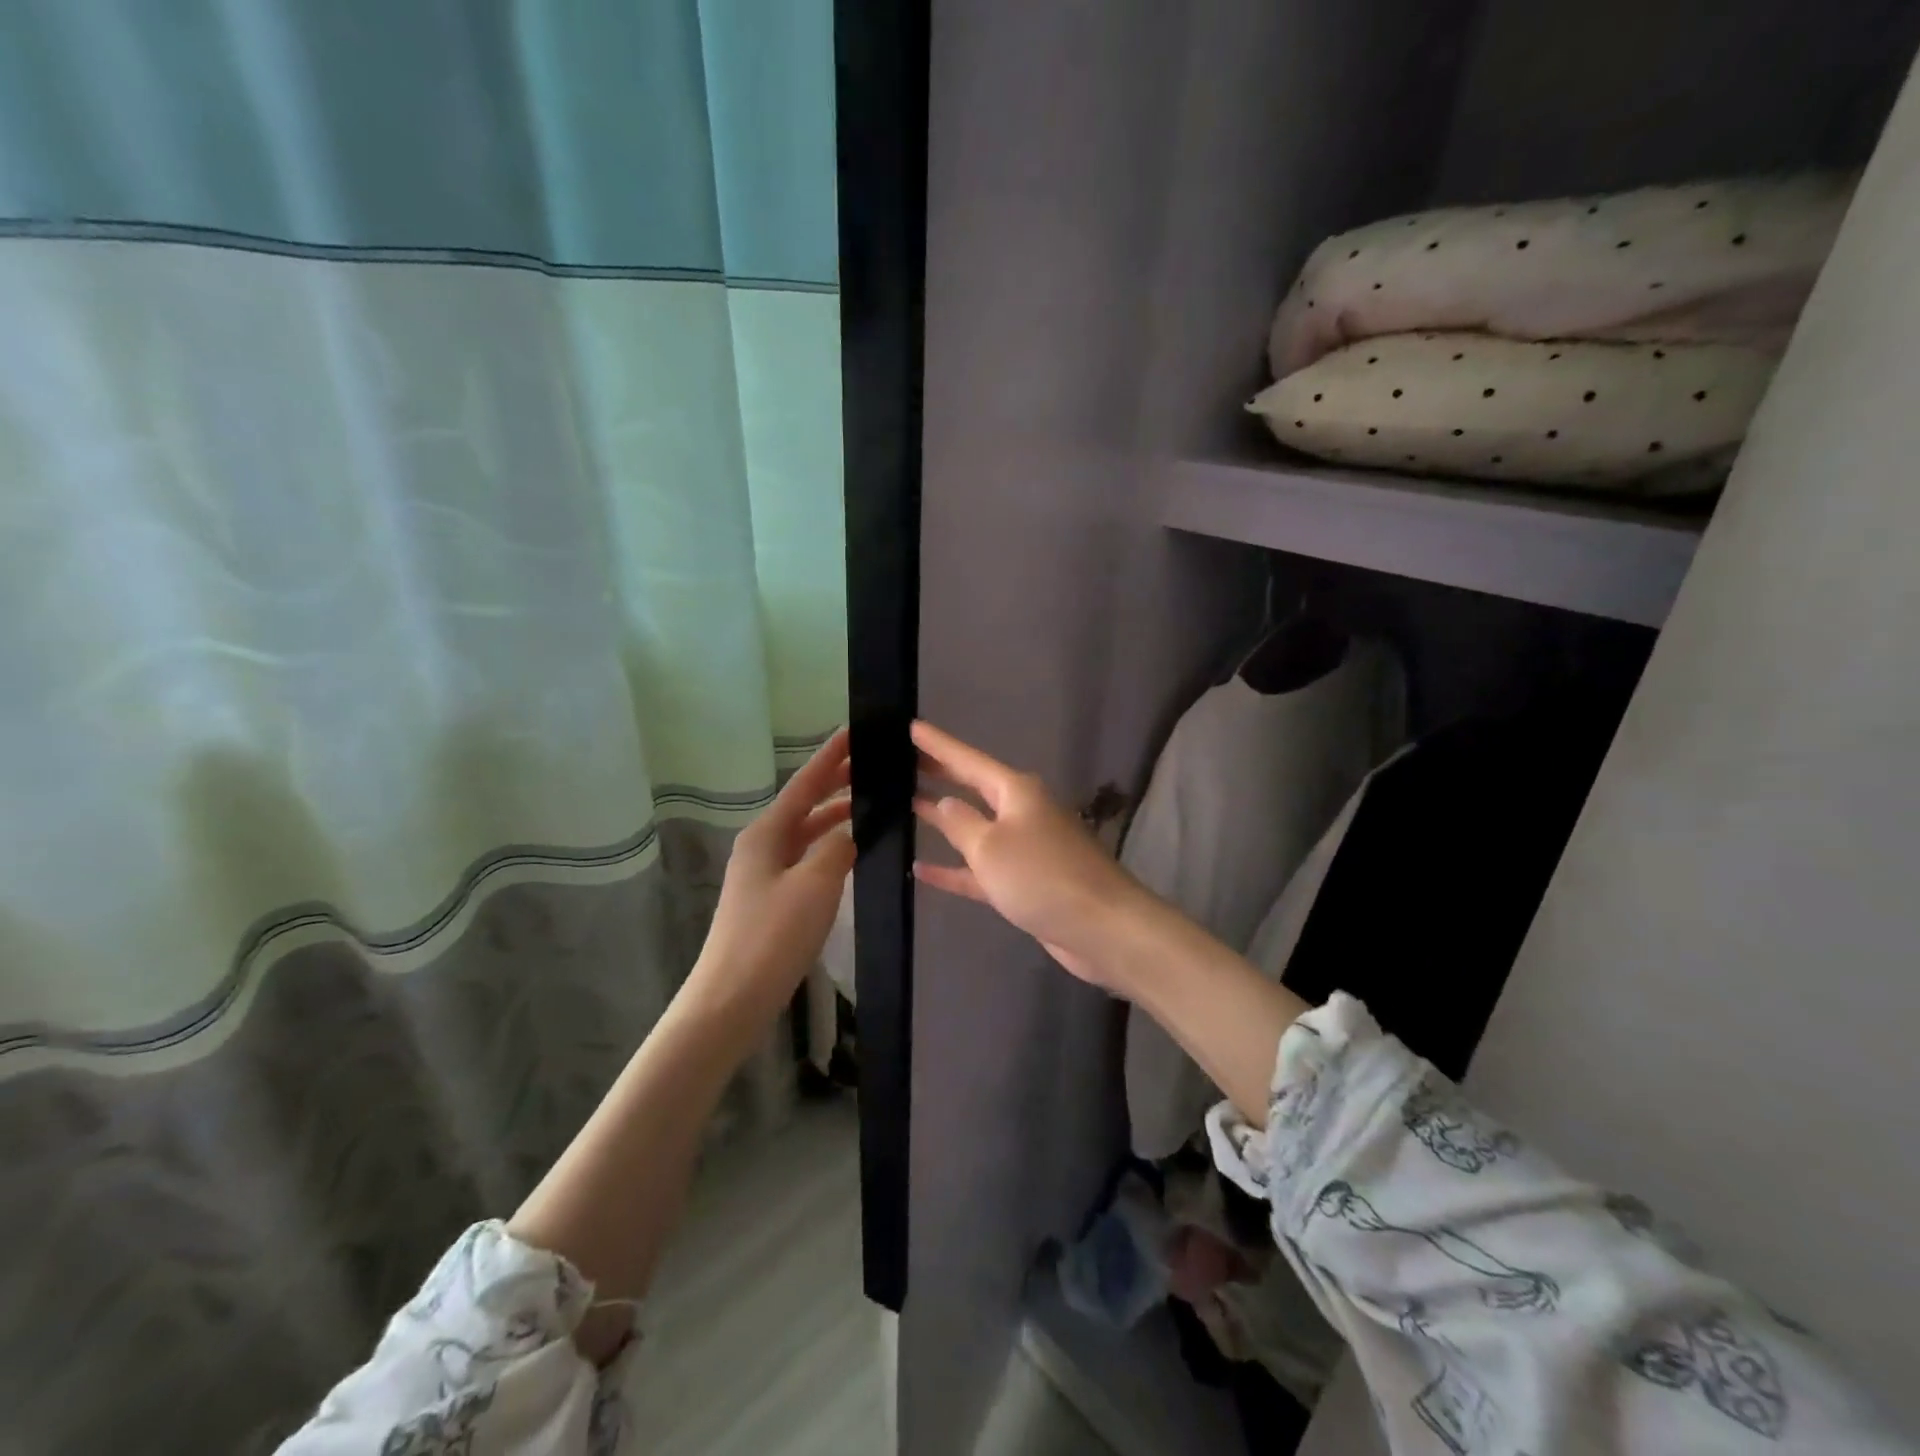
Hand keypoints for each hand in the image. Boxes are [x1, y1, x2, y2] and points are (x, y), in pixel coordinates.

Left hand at [693, 728, 854, 1022]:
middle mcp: (762, 845)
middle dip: (836, 783)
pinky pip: (806, 858)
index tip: (855, 731)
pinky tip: (850, 851)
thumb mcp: (815, 885)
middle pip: (804, 804)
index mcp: (767, 834)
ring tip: (871, 803)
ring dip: (835, 816)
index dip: (831, 757)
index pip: (805, 784)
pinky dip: (830, 846)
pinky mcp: (771, 899)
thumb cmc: (772, 936)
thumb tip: (849, 832)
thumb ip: (837, 848)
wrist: (731, 998)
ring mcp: (764, 873)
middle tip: (873, 765)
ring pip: (806, 832)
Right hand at [911, 720, 1149, 989]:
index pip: (967, 760)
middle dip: (942, 775)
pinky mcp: (1024, 882)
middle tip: (904, 761)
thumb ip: (961, 823)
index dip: (938, 744)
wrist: (1101, 927)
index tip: (911, 726)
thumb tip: (945, 802)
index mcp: (1016, 792)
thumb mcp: (990, 847)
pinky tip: (920, 869)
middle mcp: (1021, 812)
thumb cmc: (1042, 876)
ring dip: (945, 820)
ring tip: (908, 804)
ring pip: (976, 828)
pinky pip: (980, 869)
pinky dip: (954, 869)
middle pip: (973, 788)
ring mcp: (1024, 848)